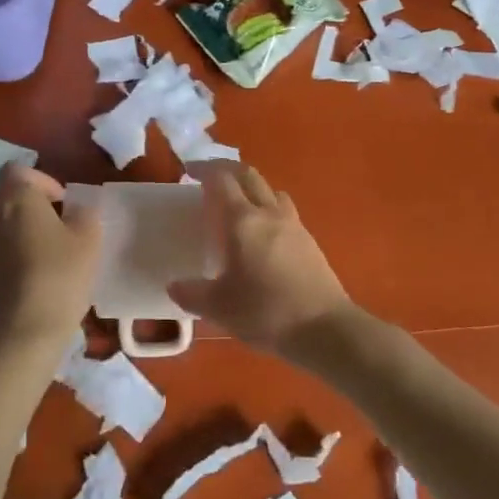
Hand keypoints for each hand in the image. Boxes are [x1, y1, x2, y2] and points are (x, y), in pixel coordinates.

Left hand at [0, 164, 100, 352]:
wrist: (23, 330)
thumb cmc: (60, 275)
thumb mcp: (89, 240)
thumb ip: (85, 215)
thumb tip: (78, 209)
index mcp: (15, 196)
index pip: (19, 169)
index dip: (42, 181)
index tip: (63, 203)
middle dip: (15, 198)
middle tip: (42, 216)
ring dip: (2, 222)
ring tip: (30, 241)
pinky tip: (21, 266)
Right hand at [167, 163, 351, 358]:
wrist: (324, 328)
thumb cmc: (266, 312)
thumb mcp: (219, 308)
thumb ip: (192, 294)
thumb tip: (174, 286)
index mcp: (243, 221)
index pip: (222, 179)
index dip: (204, 169)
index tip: (189, 172)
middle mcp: (269, 213)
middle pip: (249, 175)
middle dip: (227, 169)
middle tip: (210, 178)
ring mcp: (293, 225)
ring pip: (271, 190)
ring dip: (251, 187)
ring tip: (238, 204)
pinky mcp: (309, 240)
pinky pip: (284, 210)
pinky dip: (268, 207)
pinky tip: (263, 233)